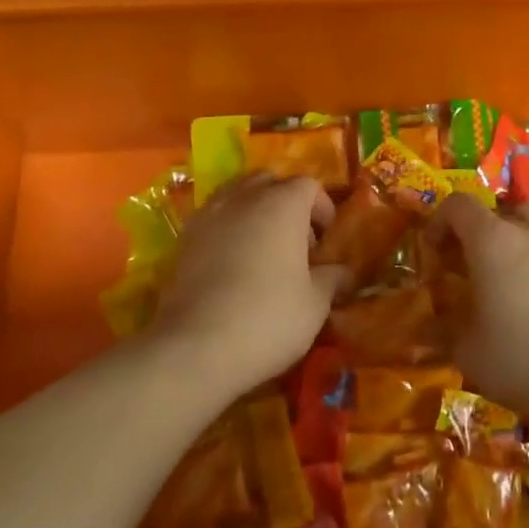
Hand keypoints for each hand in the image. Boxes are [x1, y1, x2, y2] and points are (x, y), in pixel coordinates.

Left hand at [152, 175, 344, 399]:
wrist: (195, 346)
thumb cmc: (267, 318)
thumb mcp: (315, 304)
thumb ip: (332, 279)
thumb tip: (343, 272)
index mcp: (283, 204)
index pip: (308, 185)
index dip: (322, 208)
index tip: (325, 242)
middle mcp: (245, 198)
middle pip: (270, 181)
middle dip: (286, 202)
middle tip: (296, 239)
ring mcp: (210, 214)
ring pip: (237, 194)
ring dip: (254, 210)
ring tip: (262, 247)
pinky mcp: (184, 238)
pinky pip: (213, 217)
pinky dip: (227, 227)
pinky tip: (233, 262)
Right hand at [427, 196, 528, 425]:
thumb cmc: (522, 358)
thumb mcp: (468, 351)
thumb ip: (441, 330)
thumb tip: (421, 327)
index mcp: (491, 241)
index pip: (458, 205)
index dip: (440, 221)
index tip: (434, 251)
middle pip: (498, 209)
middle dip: (478, 229)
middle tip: (469, 263)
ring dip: (517, 228)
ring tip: (510, 258)